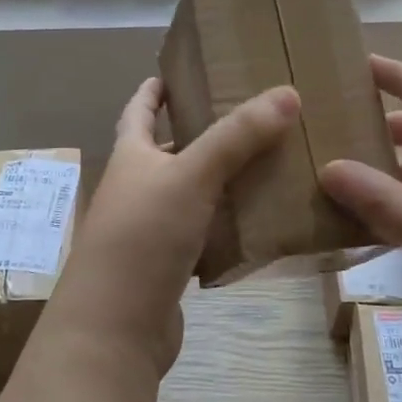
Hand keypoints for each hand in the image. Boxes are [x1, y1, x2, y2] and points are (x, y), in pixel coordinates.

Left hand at [53, 78, 300, 372]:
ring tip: (267, 161)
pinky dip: (228, 223)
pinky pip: (204, 233)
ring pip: (191, 193)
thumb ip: (237, 136)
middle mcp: (136, 189)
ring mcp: (150, 231)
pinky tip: (260, 218)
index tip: (175, 71)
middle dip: (201, 133)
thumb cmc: (143, 238)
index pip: (138, 110)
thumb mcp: (190, 176)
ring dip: (221, 179)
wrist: (114, 330)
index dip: (153, 90)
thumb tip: (287, 93)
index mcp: (131, 157)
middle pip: (169, 151)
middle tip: (247, 116)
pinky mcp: (168, 267)